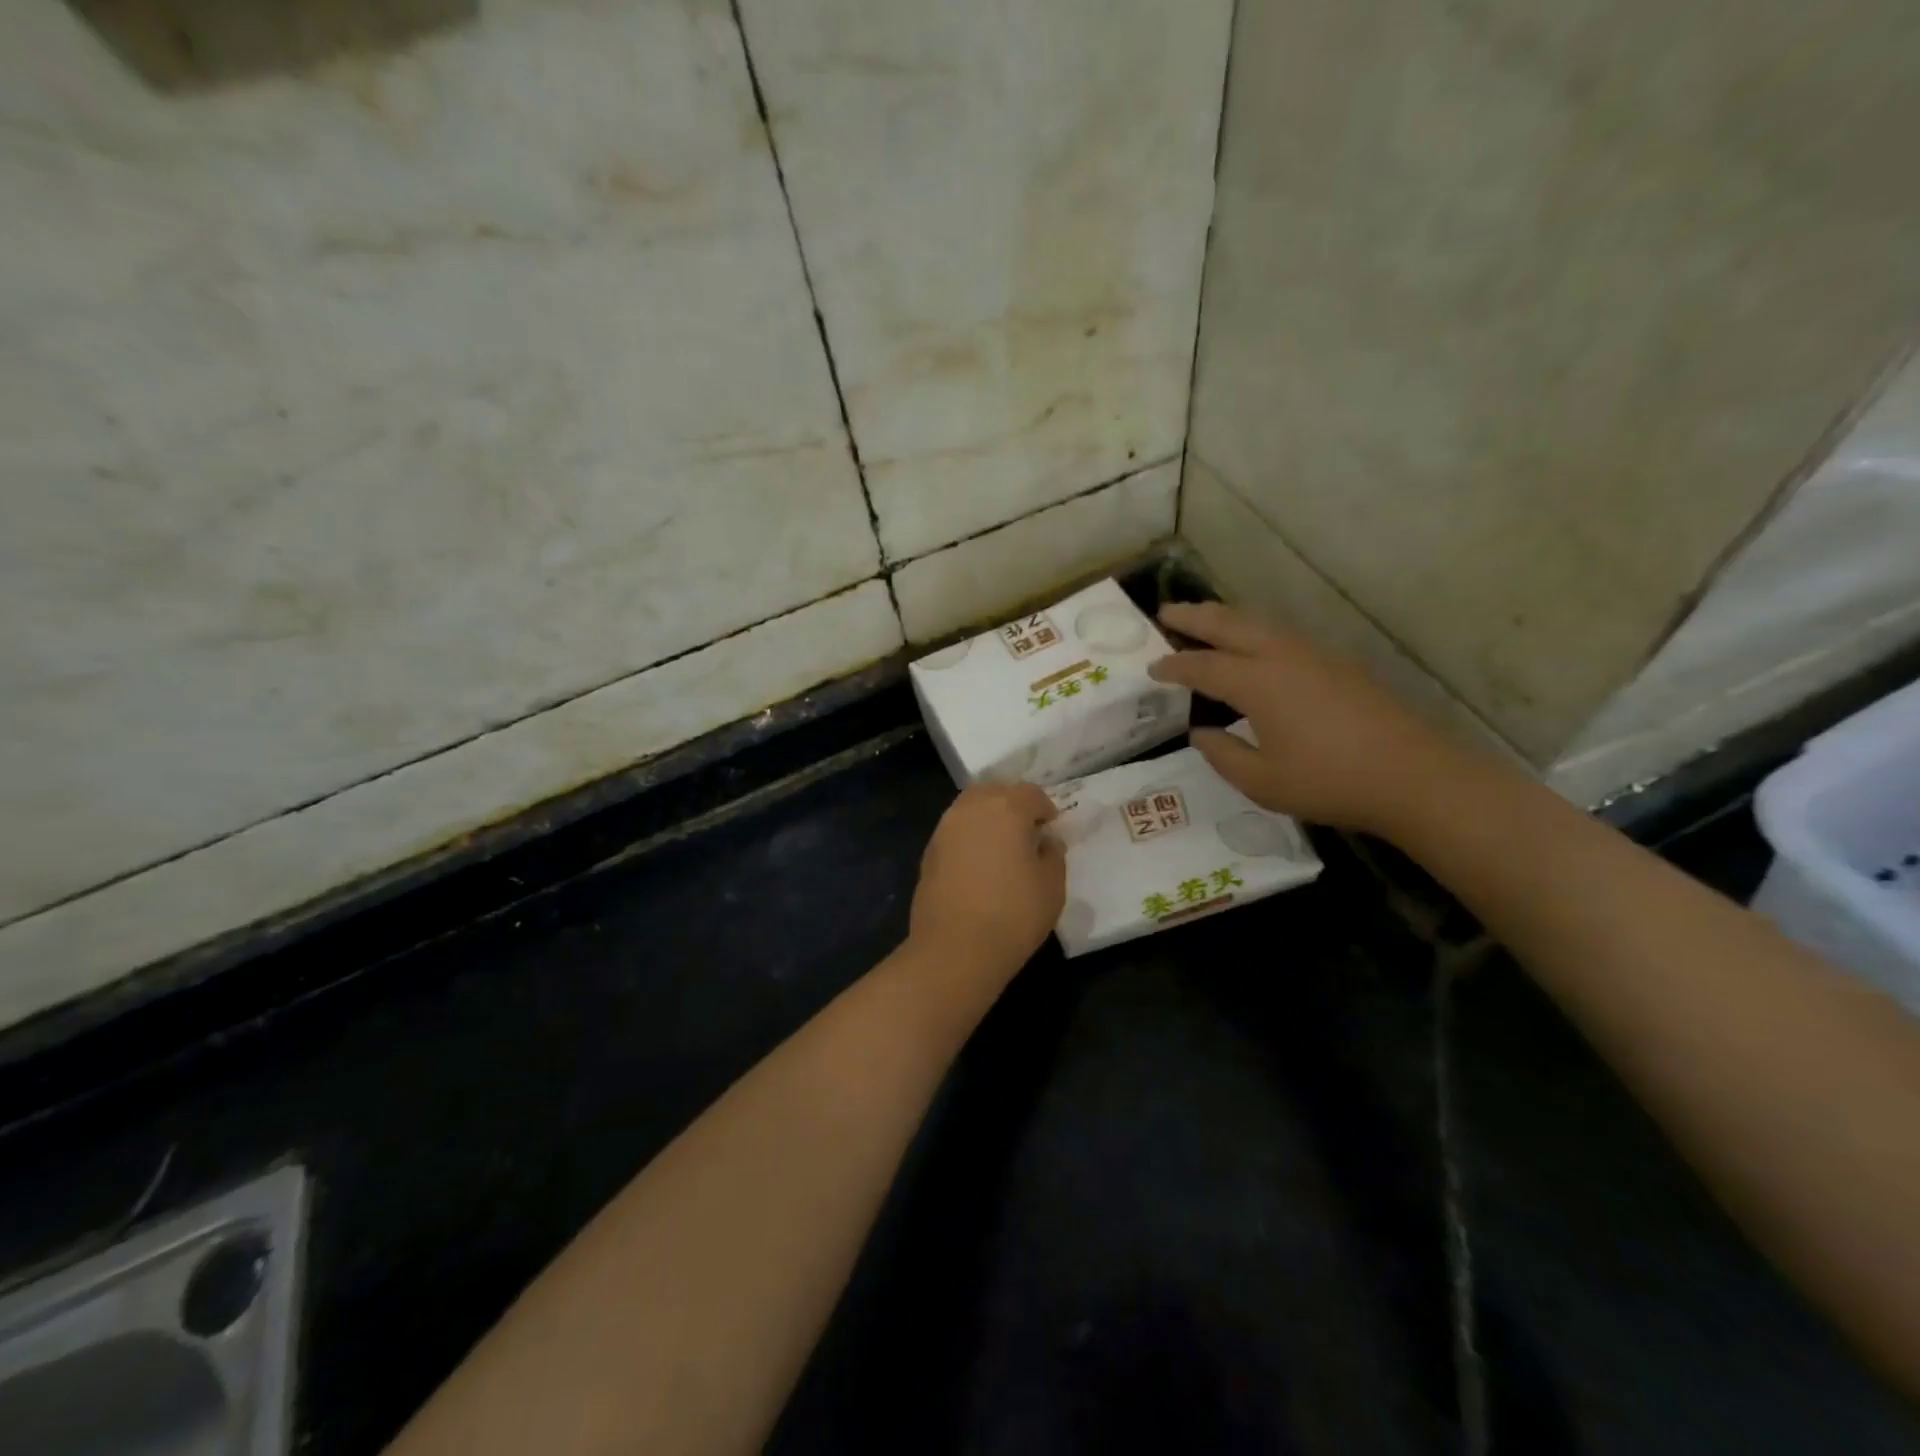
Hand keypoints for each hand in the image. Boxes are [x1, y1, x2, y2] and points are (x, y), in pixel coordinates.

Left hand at [910, 783, 1065, 977]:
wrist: (955, 949)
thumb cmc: (1013, 914)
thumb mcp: (1052, 886)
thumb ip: (1053, 854)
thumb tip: (1045, 842)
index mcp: (1006, 807)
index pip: (1031, 794)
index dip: (1045, 809)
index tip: (1052, 829)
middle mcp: (971, 808)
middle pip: (995, 792)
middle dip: (1013, 805)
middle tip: (1027, 832)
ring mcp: (945, 828)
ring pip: (971, 808)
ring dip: (988, 819)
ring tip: (1003, 848)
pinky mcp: (929, 852)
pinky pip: (956, 831)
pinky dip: (970, 838)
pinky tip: (980, 865)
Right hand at [1148, 601, 1465, 834]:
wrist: (1414, 775)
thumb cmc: (1329, 781)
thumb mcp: (1261, 781)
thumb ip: (1223, 754)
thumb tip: (1202, 733)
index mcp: (1257, 682)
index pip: (1203, 667)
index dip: (1173, 666)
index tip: (1151, 668)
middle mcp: (1282, 656)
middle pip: (1230, 624)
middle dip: (1195, 617)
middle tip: (1166, 611)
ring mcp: (1315, 655)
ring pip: (1260, 623)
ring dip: (1227, 618)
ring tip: (1205, 619)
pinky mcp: (1338, 664)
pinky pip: (1283, 635)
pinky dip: (1255, 631)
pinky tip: (1255, 646)